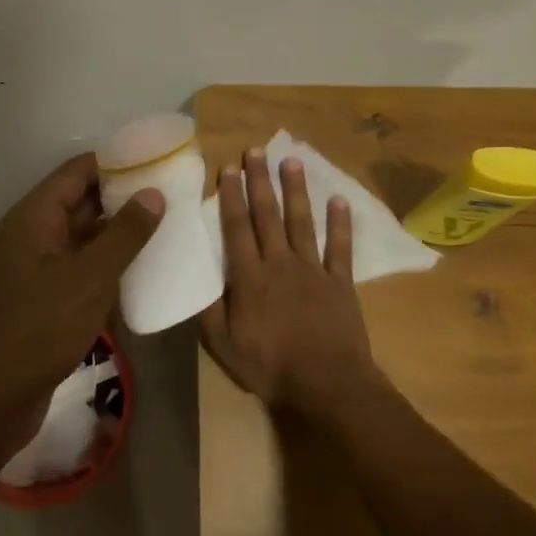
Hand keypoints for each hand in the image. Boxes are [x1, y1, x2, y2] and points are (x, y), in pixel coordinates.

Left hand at [0, 153, 161, 460]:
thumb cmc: (39, 330)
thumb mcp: (89, 278)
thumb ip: (124, 234)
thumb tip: (153, 192)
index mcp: (35, 217)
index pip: (78, 171)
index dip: (117, 161)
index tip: (158, 158)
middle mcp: (33, 234)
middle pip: (81, 200)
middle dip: (124, 195)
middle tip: (172, 192)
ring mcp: (37, 267)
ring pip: (84, 236)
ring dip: (119, 231)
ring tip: (167, 224)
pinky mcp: (45, 297)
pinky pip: (81, 267)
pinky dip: (108, 263)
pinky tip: (143, 269)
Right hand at [201, 148, 379, 421]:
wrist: (326, 385)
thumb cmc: (269, 367)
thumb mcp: (224, 346)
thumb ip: (209, 311)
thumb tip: (195, 280)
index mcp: (250, 277)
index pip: (237, 228)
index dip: (232, 197)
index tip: (229, 168)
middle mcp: (280, 263)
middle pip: (268, 215)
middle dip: (260, 181)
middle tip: (256, 150)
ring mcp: (312, 269)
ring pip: (302, 222)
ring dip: (296, 190)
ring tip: (291, 161)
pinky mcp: (340, 282)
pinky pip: (340, 247)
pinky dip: (340, 223)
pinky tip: (339, 200)